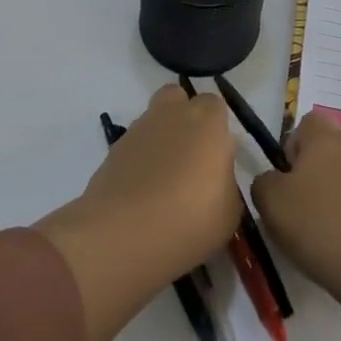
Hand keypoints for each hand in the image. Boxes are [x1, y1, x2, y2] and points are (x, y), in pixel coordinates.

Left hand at [36, 85, 242, 340]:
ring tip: (165, 189)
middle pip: (178, 101)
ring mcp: (136, 133)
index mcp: (209, 120)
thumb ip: (226, 188)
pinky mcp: (109, 157)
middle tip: (193, 165)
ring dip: (160, 145)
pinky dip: (137, 168)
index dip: (220, 132)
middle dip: (185, 122)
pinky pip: (132, 152)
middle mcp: (172, 114)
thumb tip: (214, 184)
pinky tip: (142, 200)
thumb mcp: (231, 212)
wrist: (124, 238)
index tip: (222, 163)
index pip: (218, 107)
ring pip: (152, 125)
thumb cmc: (192, 220)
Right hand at [252, 110, 340, 340]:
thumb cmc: (318, 223)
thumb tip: (273, 181)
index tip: (286, 179)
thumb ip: (263, 182)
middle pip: (326, 149)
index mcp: (325, 136)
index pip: (306, 124)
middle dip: (311, 172)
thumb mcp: (271, 202)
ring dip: (331, 193)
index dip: (292, 147)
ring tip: (319, 229)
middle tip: (298, 206)